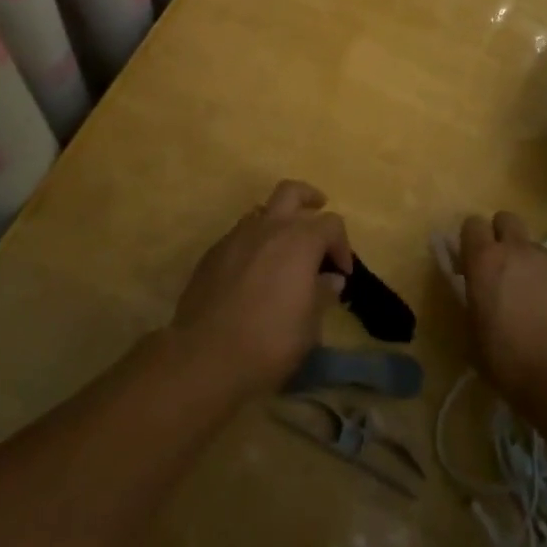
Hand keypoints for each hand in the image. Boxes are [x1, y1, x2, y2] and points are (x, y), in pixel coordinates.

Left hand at [172, 180, 351, 396]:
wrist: (204, 355)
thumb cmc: (269, 341)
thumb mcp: (309, 326)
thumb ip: (322, 294)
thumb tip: (330, 278)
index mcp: (299, 240)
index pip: (331, 224)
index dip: (342, 246)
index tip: (342, 273)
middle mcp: (268, 227)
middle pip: (291, 192)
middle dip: (308, 199)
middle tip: (317, 213)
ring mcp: (236, 236)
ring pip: (262, 211)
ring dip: (277, 221)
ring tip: (284, 248)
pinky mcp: (212, 253)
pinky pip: (240, 235)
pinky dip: (254, 242)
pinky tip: (254, 271)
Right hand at [454, 212, 546, 406]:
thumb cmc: (511, 360)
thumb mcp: (476, 336)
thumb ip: (473, 303)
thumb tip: (475, 294)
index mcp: (485, 260)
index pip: (471, 225)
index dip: (469, 241)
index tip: (469, 264)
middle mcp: (517, 250)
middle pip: (505, 219)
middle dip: (500, 235)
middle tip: (499, 267)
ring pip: (533, 245)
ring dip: (527, 261)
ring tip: (530, 297)